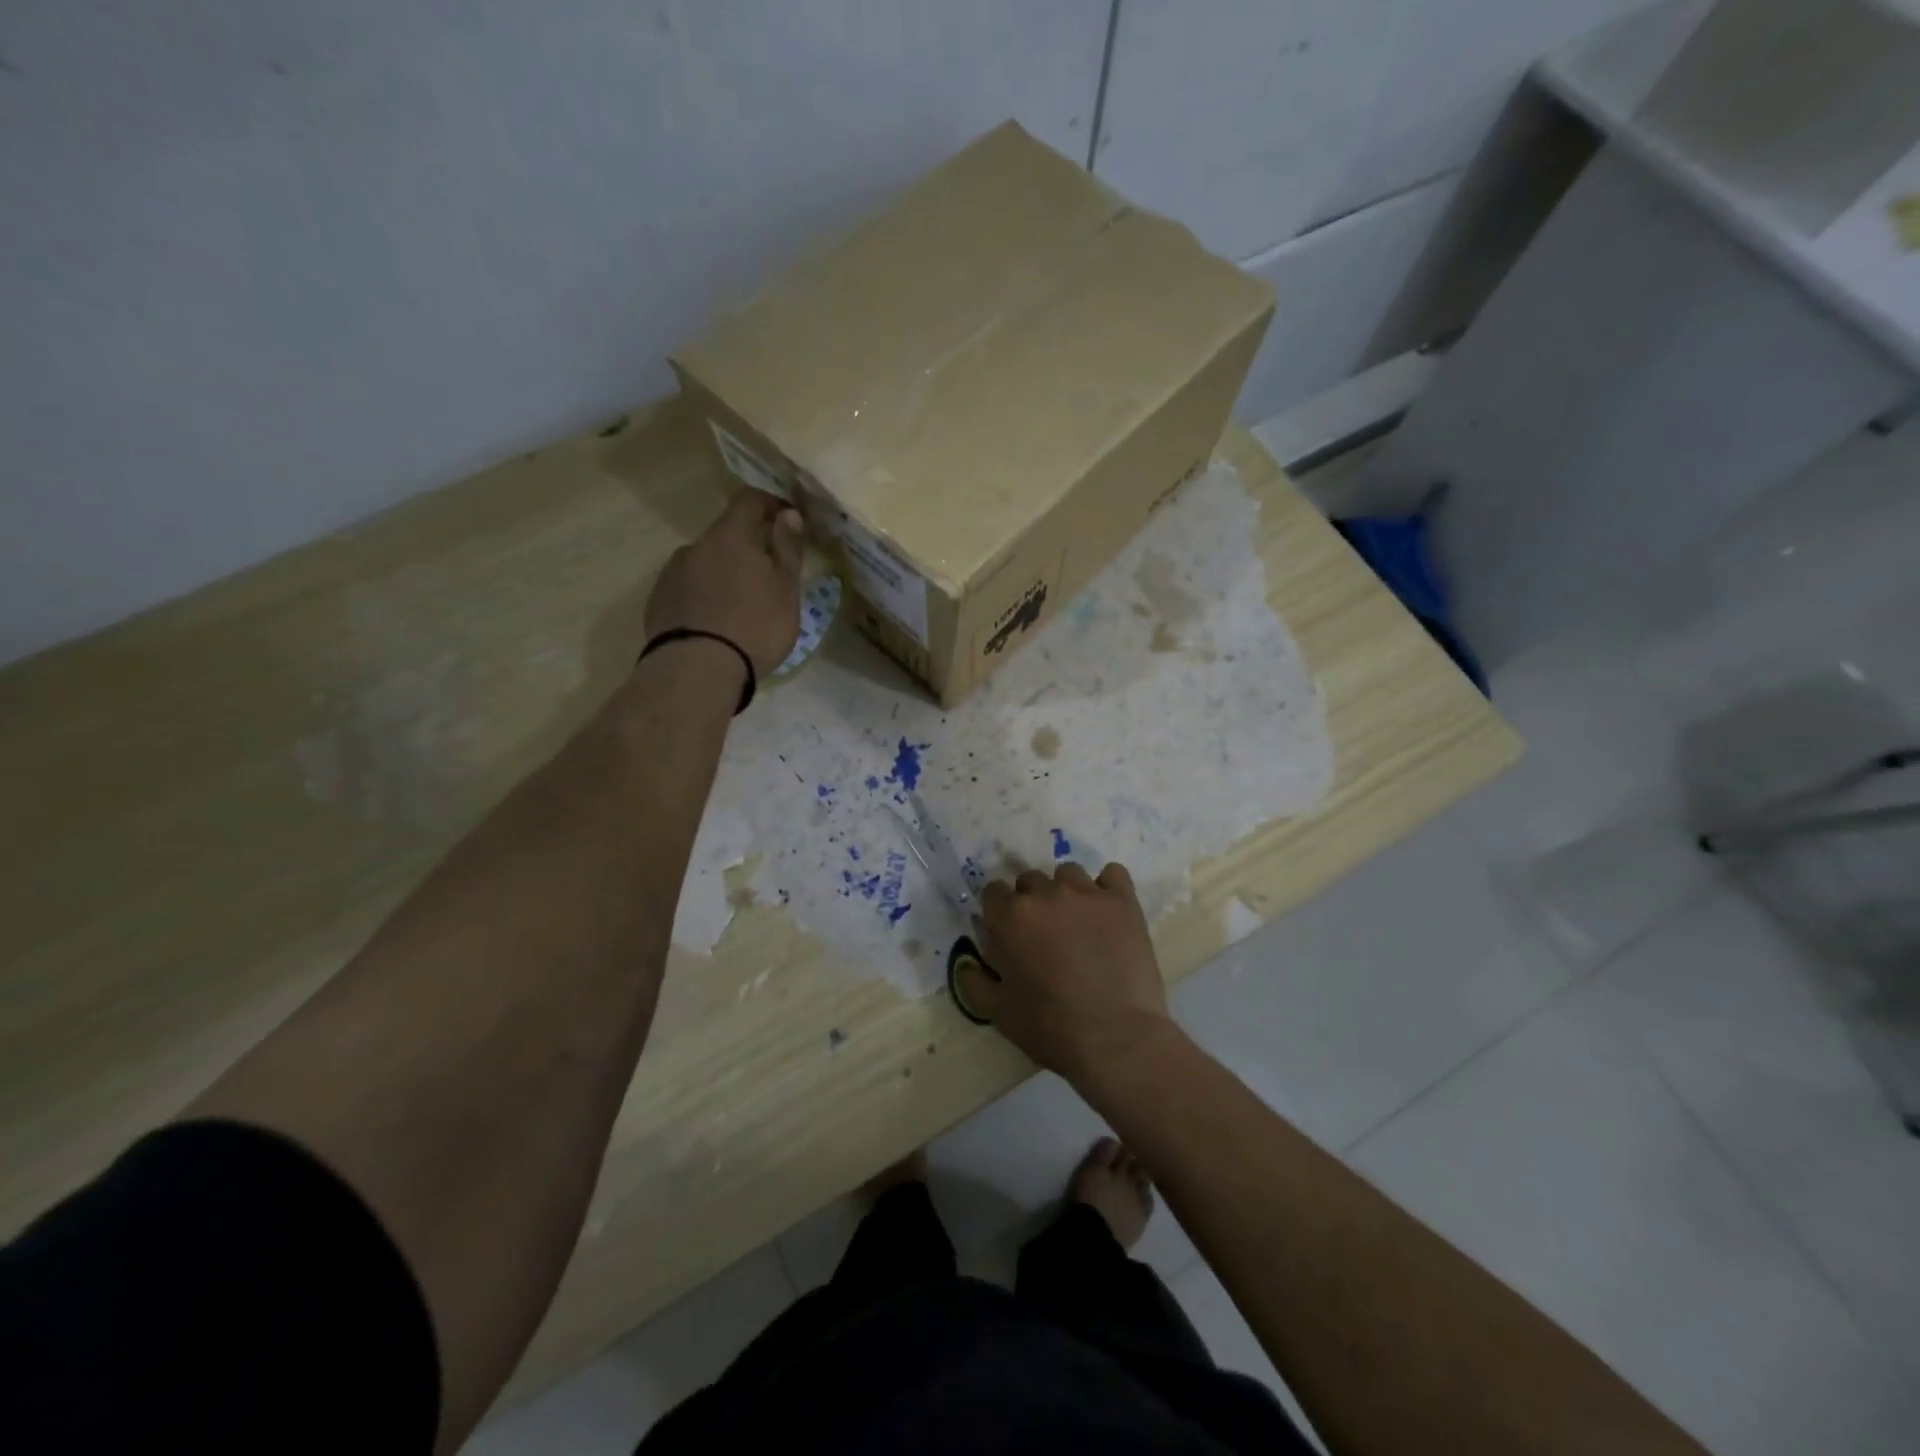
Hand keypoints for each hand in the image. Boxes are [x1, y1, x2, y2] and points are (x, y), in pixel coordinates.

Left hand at [645, 489, 804, 678]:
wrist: (698, 670)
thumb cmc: (755, 626)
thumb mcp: (786, 589)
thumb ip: (787, 548)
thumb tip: (789, 513)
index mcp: (730, 536)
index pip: (749, 500)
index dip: (770, 503)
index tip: (786, 518)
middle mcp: (695, 546)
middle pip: (725, 534)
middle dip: (747, 546)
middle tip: (768, 575)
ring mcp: (672, 573)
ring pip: (704, 562)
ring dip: (723, 573)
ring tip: (740, 605)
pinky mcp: (659, 601)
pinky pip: (688, 588)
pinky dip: (704, 595)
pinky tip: (715, 622)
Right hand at [974, 863, 1175, 1083]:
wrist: (1116, 1039)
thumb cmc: (1051, 1028)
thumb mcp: (998, 1013)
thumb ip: (974, 981)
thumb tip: (967, 962)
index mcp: (1011, 916)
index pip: (993, 891)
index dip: (998, 913)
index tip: (1008, 934)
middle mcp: (1046, 893)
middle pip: (1029, 879)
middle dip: (1031, 902)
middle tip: (1044, 935)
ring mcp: (1088, 893)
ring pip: (1069, 873)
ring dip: (1066, 892)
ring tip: (1078, 923)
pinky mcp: (1123, 901)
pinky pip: (1112, 874)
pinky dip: (1107, 888)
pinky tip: (1108, 911)